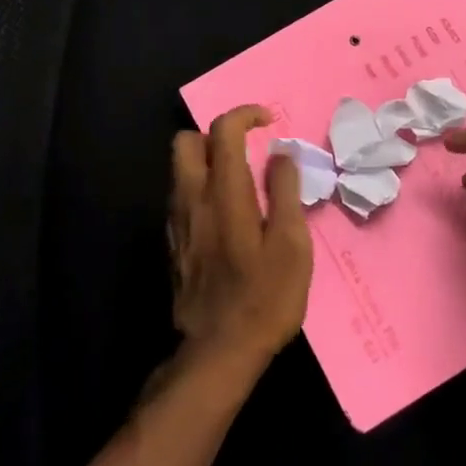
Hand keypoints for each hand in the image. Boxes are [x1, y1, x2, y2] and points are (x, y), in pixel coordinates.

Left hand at [167, 105, 313, 382]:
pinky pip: (180, 196)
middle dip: (214, 134)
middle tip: (245, 151)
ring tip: (239, 182)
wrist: (218, 352)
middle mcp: (192, 199)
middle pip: (185, 141)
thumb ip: (286, 192)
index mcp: (224, 193)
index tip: (269, 122)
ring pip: (179, 169)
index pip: (223, 130)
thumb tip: (282, 153)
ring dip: (206, 161)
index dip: (245, 114)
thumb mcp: (291, 245)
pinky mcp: (173, 243)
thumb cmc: (265, 298)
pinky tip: (225, 215)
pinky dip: (200, 188)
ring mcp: (177, 222)